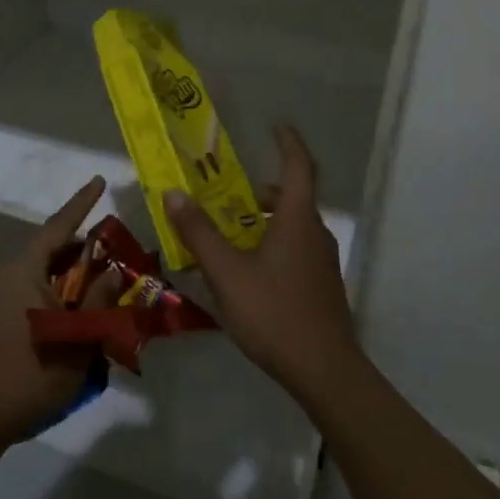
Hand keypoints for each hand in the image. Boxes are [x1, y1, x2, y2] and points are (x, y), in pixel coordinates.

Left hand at [0, 175, 115, 449]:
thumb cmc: (29, 375)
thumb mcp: (76, 339)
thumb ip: (98, 301)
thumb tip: (116, 270)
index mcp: (23, 271)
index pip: (58, 226)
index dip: (81, 203)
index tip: (100, 180)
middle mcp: (10, 274)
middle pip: (54, 248)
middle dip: (87, 248)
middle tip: (120, 249)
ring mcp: (2, 295)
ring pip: (46, 270)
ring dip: (75, 273)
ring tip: (108, 280)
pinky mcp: (1, 314)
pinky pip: (37, 287)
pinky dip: (61, 289)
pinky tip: (84, 307)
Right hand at [164, 125, 363, 402]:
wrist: (325, 371)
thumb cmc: (274, 313)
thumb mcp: (227, 272)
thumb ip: (199, 232)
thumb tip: (174, 193)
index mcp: (297, 220)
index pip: (300, 166)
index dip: (289, 142)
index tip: (275, 126)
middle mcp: (315, 233)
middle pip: (291, 198)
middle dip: (259, 192)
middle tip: (226, 195)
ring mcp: (322, 262)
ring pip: (292, 226)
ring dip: (262, 221)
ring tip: (227, 236)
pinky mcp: (322, 286)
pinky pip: (295, 250)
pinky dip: (271, 245)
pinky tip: (246, 273)